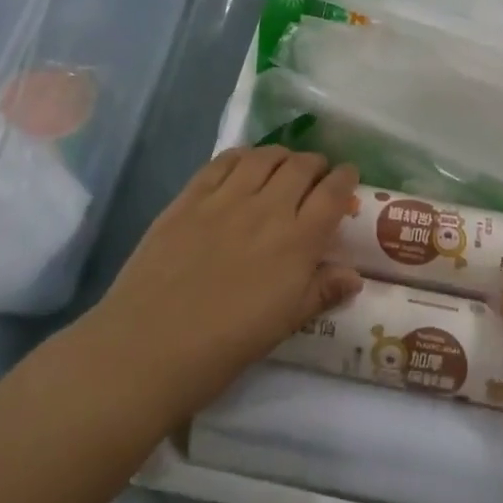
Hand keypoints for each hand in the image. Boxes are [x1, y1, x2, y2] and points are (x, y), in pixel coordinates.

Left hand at [78, 147, 362, 427]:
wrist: (148, 347)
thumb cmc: (224, 345)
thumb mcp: (283, 324)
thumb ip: (320, 292)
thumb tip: (354, 276)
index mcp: (297, 242)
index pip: (332, 193)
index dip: (345, 178)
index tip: (348, 177)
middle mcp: (267, 209)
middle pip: (301, 166)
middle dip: (316, 164)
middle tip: (316, 175)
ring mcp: (226, 199)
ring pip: (264, 157)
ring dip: (282, 156)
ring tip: (283, 165)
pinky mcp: (189, 198)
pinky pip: (223, 161)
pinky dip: (242, 156)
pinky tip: (243, 165)